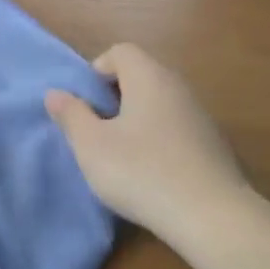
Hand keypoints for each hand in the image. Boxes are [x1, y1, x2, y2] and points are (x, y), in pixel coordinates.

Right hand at [45, 44, 253, 254]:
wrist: (212, 216)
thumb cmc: (141, 172)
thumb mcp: (91, 146)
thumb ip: (71, 115)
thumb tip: (56, 93)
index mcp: (149, 78)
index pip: (121, 52)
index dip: (97, 70)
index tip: (86, 104)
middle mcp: (178, 87)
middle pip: (142, 75)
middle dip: (115, 97)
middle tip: (98, 129)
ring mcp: (201, 116)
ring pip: (160, 103)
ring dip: (137, 120)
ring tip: (121, 154)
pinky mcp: (214, 145)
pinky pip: (177, 128)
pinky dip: (159, 140)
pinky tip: (151, 173)